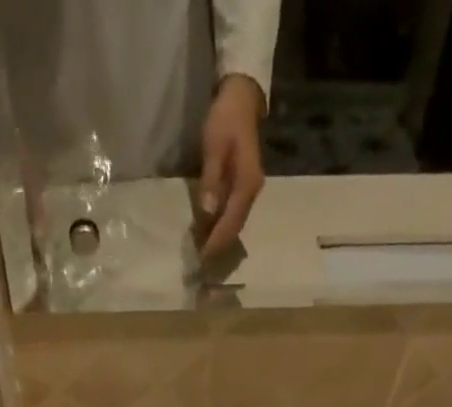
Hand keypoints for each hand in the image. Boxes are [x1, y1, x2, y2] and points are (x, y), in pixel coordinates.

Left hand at [197, 74, 265, 260]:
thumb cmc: (225, 119)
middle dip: (218, 246)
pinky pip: (234, 215)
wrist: (242, 99)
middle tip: (200, 262)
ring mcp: (250, 192)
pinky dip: (222, 228)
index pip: (230, 223)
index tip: (202, 257)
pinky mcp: (244, 189)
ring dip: (220, 239)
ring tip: (203, 252)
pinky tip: (210, 234)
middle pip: (234, 228)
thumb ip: (211, 180)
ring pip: (235, 224)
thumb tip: (208, 212)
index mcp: (246, 185)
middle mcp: (252, 193)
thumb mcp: (214, 146)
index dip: (216, 242)